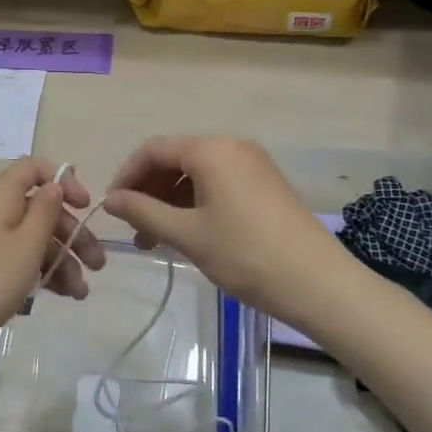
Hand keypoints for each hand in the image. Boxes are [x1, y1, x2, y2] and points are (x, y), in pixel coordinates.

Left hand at [0, 158, 105, 363]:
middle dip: (72, 233)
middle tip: (98, 264)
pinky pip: (20, 258)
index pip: (34, 168)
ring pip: (34, 237)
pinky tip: (64, 296)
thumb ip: (45, 211)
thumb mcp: (26, 245)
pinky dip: (42, 272)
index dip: (63, 181)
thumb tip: (54, 185)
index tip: (85, 207)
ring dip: (62, 259)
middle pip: (40, 207)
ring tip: (81, 293)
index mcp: (1, 195)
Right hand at [103, 136, 341, 318]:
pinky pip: (217, 183)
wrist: (320, 284)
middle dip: (148, 191)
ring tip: (156, 239)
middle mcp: (232, 147)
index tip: (111, 208)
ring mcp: (252, 164)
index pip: (153, 150)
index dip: (126, 176)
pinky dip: (194, 203)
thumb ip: (143, 212)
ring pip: (195, 174)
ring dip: (169, 201)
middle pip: (174, 159)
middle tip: (134, 229)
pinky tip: (187, 233)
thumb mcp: (187, 234)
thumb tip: (111, 200)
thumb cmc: (246, 254)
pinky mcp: (264, 184)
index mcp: (211, 150)